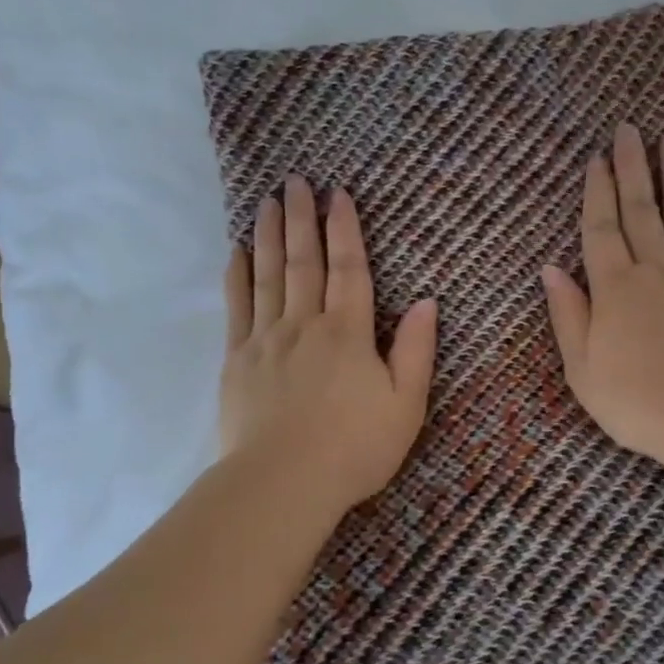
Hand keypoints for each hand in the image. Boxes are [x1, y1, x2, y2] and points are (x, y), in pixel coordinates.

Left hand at [221, 176, 437, 512]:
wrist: (283, 483)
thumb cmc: (355, 448)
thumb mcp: (406, 404)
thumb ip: (416, 351)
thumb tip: (427, 302)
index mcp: (348, 332)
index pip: (349, 268)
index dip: (345, 229)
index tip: (338, 194)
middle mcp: (305, 324)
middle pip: (303, 261)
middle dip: (301, 218)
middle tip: (294, 181)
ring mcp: (266, 340)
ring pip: (268, 275)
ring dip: (268, 235)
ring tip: (266, 201)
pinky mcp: (237, 361)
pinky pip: (237, 307)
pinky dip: (238, 276)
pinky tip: (237, 253)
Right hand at [540, 123, 663, 467]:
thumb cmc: (640, 404)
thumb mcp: (584, 370)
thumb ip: (568, 317)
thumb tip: (550, 270)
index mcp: (615, 289)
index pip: (601, 230)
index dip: (597, 193)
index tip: (596, 159)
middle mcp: (656, 269)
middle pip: (641, 209)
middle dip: (632, 167)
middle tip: (629, 129)